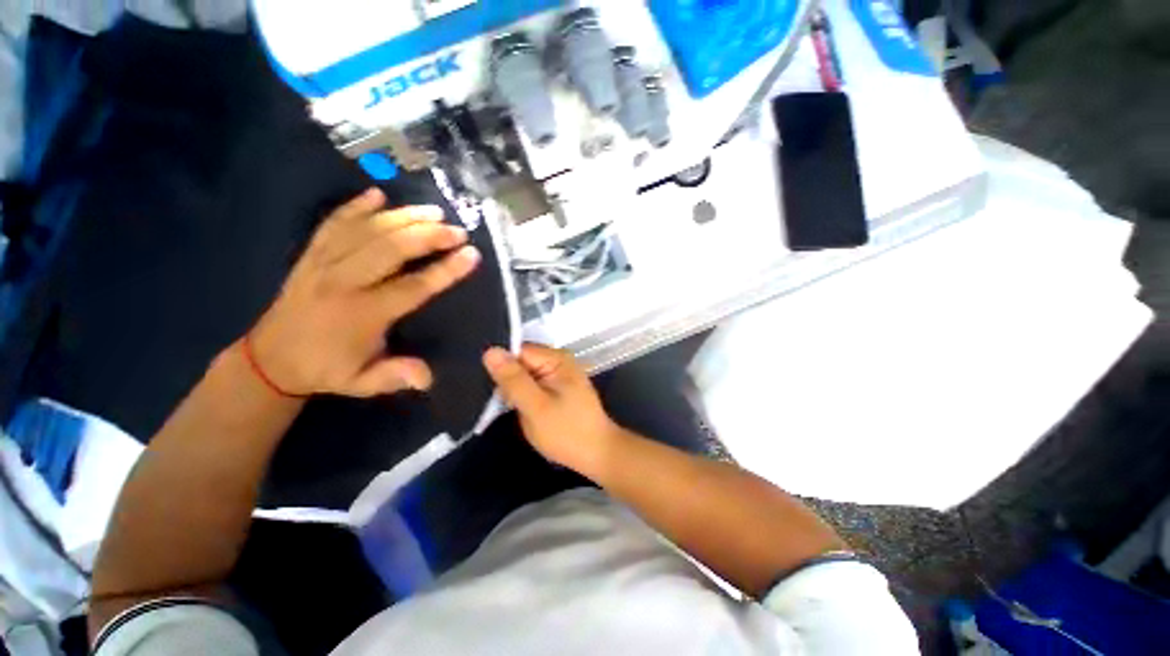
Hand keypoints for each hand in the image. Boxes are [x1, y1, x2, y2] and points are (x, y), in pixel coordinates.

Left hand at [249, 188, 479, 396]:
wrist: (269, 358)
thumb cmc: (325, 369)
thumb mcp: (361, 383)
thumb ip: (394, 377)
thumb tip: (428, 377)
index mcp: (361, 314)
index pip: (413, 287)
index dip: (445, 270)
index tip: (471, 255)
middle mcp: (342, 282)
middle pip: (390, 249)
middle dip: (428, 236)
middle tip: (457, 230)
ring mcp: (322, 263)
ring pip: (366, 231)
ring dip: (402, 217)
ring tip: (433, 210)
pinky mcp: (310, 255)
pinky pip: (333, 223)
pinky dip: (355, 206)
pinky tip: (377, 193)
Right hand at [483, 344, 626, 476]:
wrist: (597, 454)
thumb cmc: (567, 432)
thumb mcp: (535, 407)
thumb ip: (513, 380)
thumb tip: (490, 351)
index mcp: (556, 359)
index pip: (517, 351)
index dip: (504, 370)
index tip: (502, 394)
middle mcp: (559, 360)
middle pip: (521, 362)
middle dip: (511, 383)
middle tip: (515, 407)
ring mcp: (560, 374)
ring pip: (525, 375)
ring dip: (518, 393)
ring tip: (523, 413)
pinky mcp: (559, 387)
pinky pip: (534, 385)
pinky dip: (527, 397)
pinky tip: (530, 413)